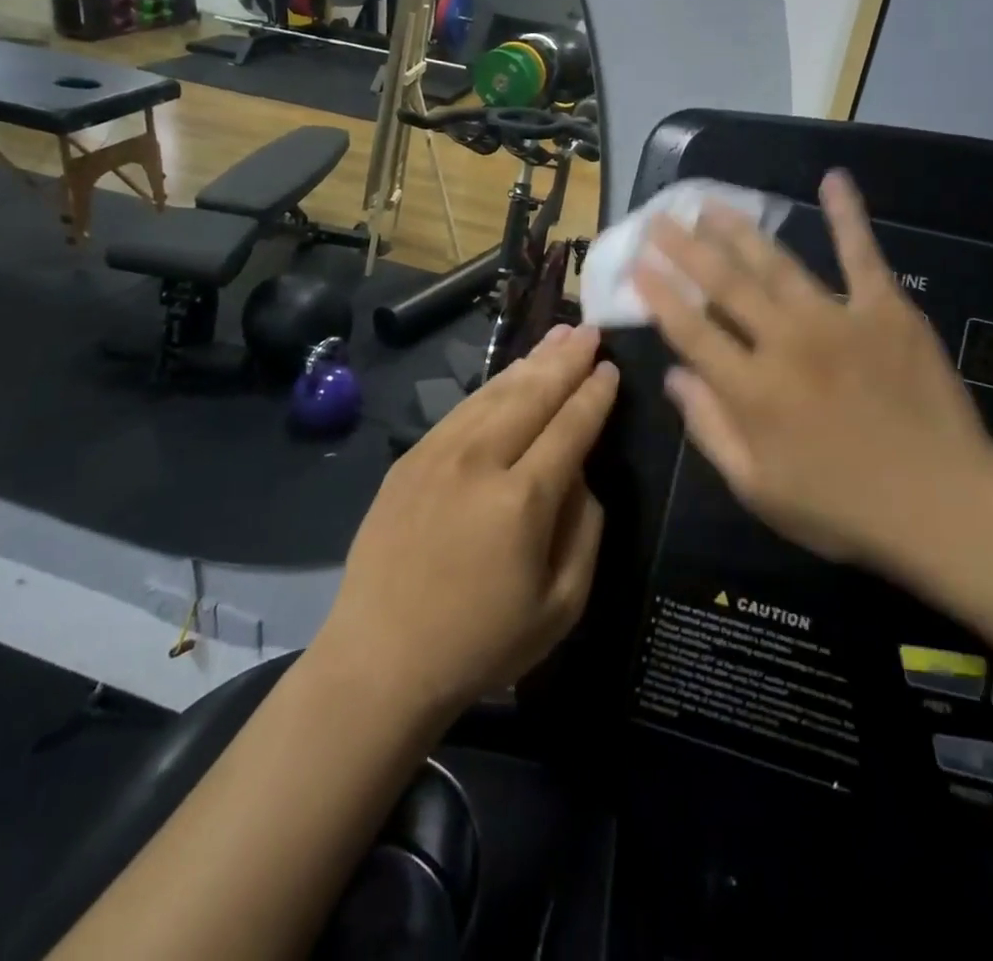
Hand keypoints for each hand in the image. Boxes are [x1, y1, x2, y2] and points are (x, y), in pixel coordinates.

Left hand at [317, 324, 616, 719]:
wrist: (380, 659)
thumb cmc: (481, 643)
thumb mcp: (561, 604)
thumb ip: (585, 529)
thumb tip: (582, 473)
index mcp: (523, 500)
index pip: (570, 428)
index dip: (595, 396)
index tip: (612, 369)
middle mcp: (480, 461)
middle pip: (533, 395)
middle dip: (567, 360)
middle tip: (591, 331)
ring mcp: (438, 454)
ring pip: (495, 393)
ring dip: (531, 362)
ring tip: (558, 336)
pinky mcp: (410, 459)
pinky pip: (462, 409)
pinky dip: (493, 385)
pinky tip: (509, 374)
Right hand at [633, 170, 992, 565]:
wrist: (945, 505)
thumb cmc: (843, 508)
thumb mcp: (758, 489)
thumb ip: (710, 429)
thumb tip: (674, 378)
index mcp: (751, 389)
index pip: (690, 330)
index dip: (658, 295)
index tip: (636, 264)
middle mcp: (784, 342)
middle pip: (724, 284)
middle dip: (686, 248)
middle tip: (660, 218)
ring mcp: (837, 319)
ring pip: (776, 263)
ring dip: (739, 229)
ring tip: (710, 204)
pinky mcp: (886, 310)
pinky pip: (862, 254)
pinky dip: (847, 215)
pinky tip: (832, 180)